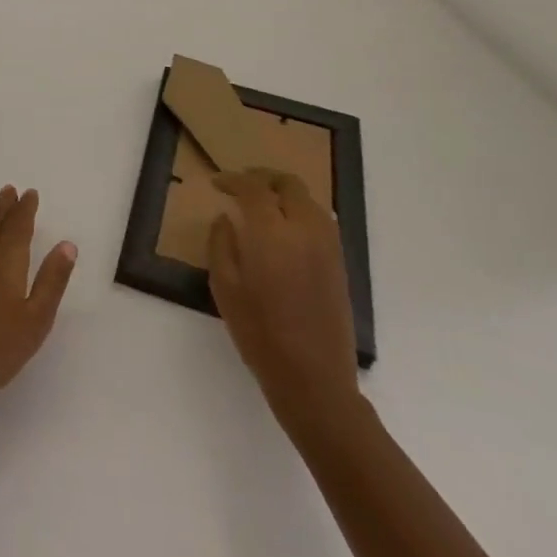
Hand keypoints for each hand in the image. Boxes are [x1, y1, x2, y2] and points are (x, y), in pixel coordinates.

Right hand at [209, 168, 360, 439]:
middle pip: (289, 185)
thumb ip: (221, 244)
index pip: (253, 188)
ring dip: (285, 193)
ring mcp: (328, 247)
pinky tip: (285, 229)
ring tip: (263, 203)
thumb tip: (226, 218)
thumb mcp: (224, 287)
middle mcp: (305, 231)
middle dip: (263, 177)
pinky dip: (301, 212)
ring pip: (310, 201)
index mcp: (272, 234)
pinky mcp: (340, 264)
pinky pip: (321, 222)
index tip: (216, 184)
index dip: (233, 180)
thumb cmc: (259, 334)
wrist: (313, 379)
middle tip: (242, 184)